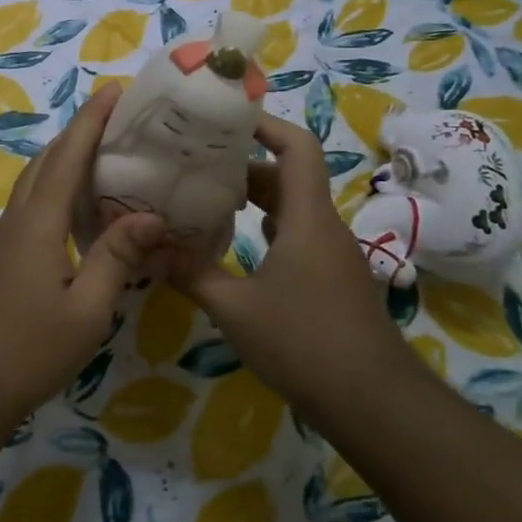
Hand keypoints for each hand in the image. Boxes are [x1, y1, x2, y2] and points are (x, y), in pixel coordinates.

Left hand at [0, 84, 164, 428]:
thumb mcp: (87, 310)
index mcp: (38, 224)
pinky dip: (55, 187)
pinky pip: (31, 204)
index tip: (114, 90)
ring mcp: (4, 239)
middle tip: (116, 120)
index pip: (67, 158)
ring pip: (34, 181)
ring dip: (64, 158)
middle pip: (45, 161)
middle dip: (77, 132)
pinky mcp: (1, 258)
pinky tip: (77, 208)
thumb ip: (117, 258)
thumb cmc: (29, 350)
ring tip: (102, 154)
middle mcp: (17, 220)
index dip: (90, 122)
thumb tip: (151, 216)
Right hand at [172, 115, 403, 407]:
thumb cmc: (304, 343)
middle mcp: (324, 227)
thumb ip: (192, 274)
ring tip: (207, 201)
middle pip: (288, 177)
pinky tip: (235, 249)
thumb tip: (148, 249)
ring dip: (255, 201)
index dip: (266, 125)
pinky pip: (298, 238)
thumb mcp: (236, 309)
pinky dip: (267, 232)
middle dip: (244, 166)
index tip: (226, 120)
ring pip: (292, 210)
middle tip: (197, 165)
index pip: (297, 148)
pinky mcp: (333, 281)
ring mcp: (332, 256)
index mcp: (308, 218)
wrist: (373, 402)